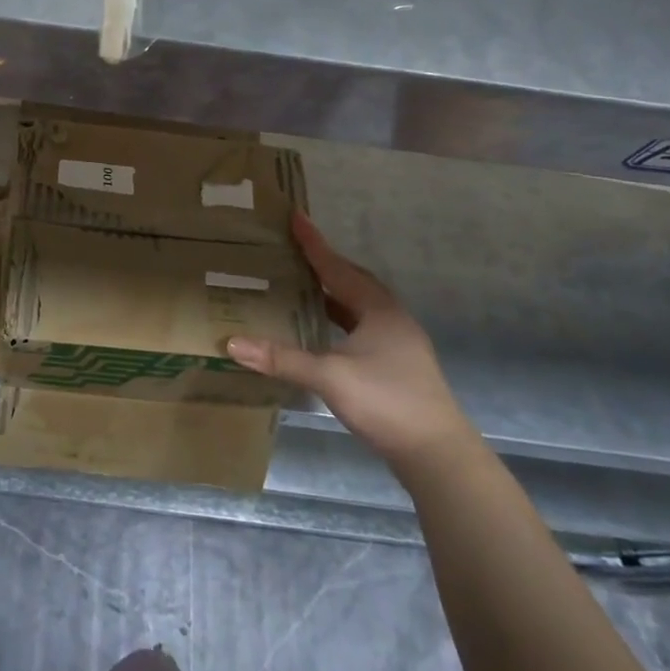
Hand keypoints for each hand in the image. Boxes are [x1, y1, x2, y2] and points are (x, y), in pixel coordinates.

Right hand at [227, 212, 473, 471]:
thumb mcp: (329, 377)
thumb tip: (232, 343)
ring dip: (333, 292)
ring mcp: (398, 342)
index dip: (314, 243)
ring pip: (359, 304)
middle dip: (324, 263)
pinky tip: (324, 329)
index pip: (337, 267)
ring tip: (303, 285)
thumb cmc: (386, 402)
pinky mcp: (397, 364)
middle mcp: (390, 317)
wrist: (438, 454)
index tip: (295, 216)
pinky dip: (340, 318)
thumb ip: (281, 359)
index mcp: (377, 309)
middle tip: (294, 250)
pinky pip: (362, 325)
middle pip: (353, 280)